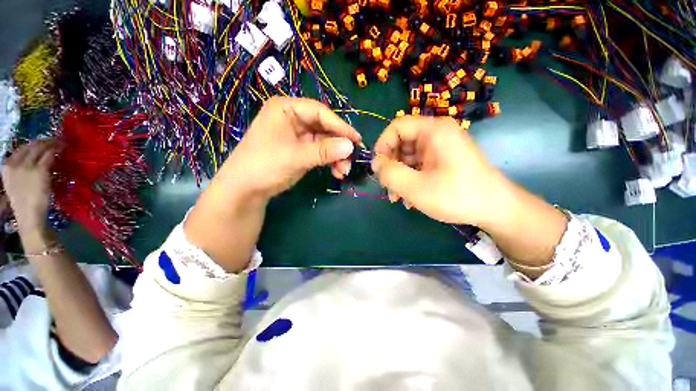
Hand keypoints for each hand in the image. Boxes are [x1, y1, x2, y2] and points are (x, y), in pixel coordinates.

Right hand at [2, 140, 58, 230]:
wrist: (29, 215)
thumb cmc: (24, 202)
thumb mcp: (17, 183)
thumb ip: (22, 170)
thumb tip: (35, 160)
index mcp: (6, 166)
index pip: (21, 148)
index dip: (34, 143)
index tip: (44, 142)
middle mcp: (14, 163)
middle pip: (31, 145)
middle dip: (44, 141)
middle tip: (56, 140)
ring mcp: (27, 166)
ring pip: (41, 148)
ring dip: (52, 143)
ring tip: (61, 142)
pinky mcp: (40, 170)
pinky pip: (49, 155)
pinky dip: (57, 150)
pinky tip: (62, 148)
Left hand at [218, 97, 361, 201]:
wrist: (245, 189)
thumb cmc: (265, 165)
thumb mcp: (296, 156)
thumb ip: (324, 151)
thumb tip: (351, 146)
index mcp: (287, 109)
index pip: (320, 112)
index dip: (340, 126)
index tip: (356, 140)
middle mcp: (293, 119)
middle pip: (324, 128)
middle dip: (338, 145)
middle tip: (351, 159)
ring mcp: (298, 136)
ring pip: (325, 142)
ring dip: (336, 156)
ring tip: (343, 171)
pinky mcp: (301, 151)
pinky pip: (320, 153)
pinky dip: (329, 162)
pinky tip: (337, 172)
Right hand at [372, 115, 504, 225]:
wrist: (495, 209)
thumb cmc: (455, 195)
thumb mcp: (415, 187)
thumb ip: (389, 173)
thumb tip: (376, 164)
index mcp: (433, 130)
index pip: (397, 126)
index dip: (382, 145)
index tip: (377, 168)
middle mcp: (437, 133)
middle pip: (402, 142)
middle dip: (391, 166)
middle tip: (387, 187)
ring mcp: (441, 147)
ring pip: (409, 156)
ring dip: (400, 176)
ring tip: (397, 198)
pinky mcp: (444, 159)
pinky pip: (419, 164)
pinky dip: (411, 179)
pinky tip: (409, 197)